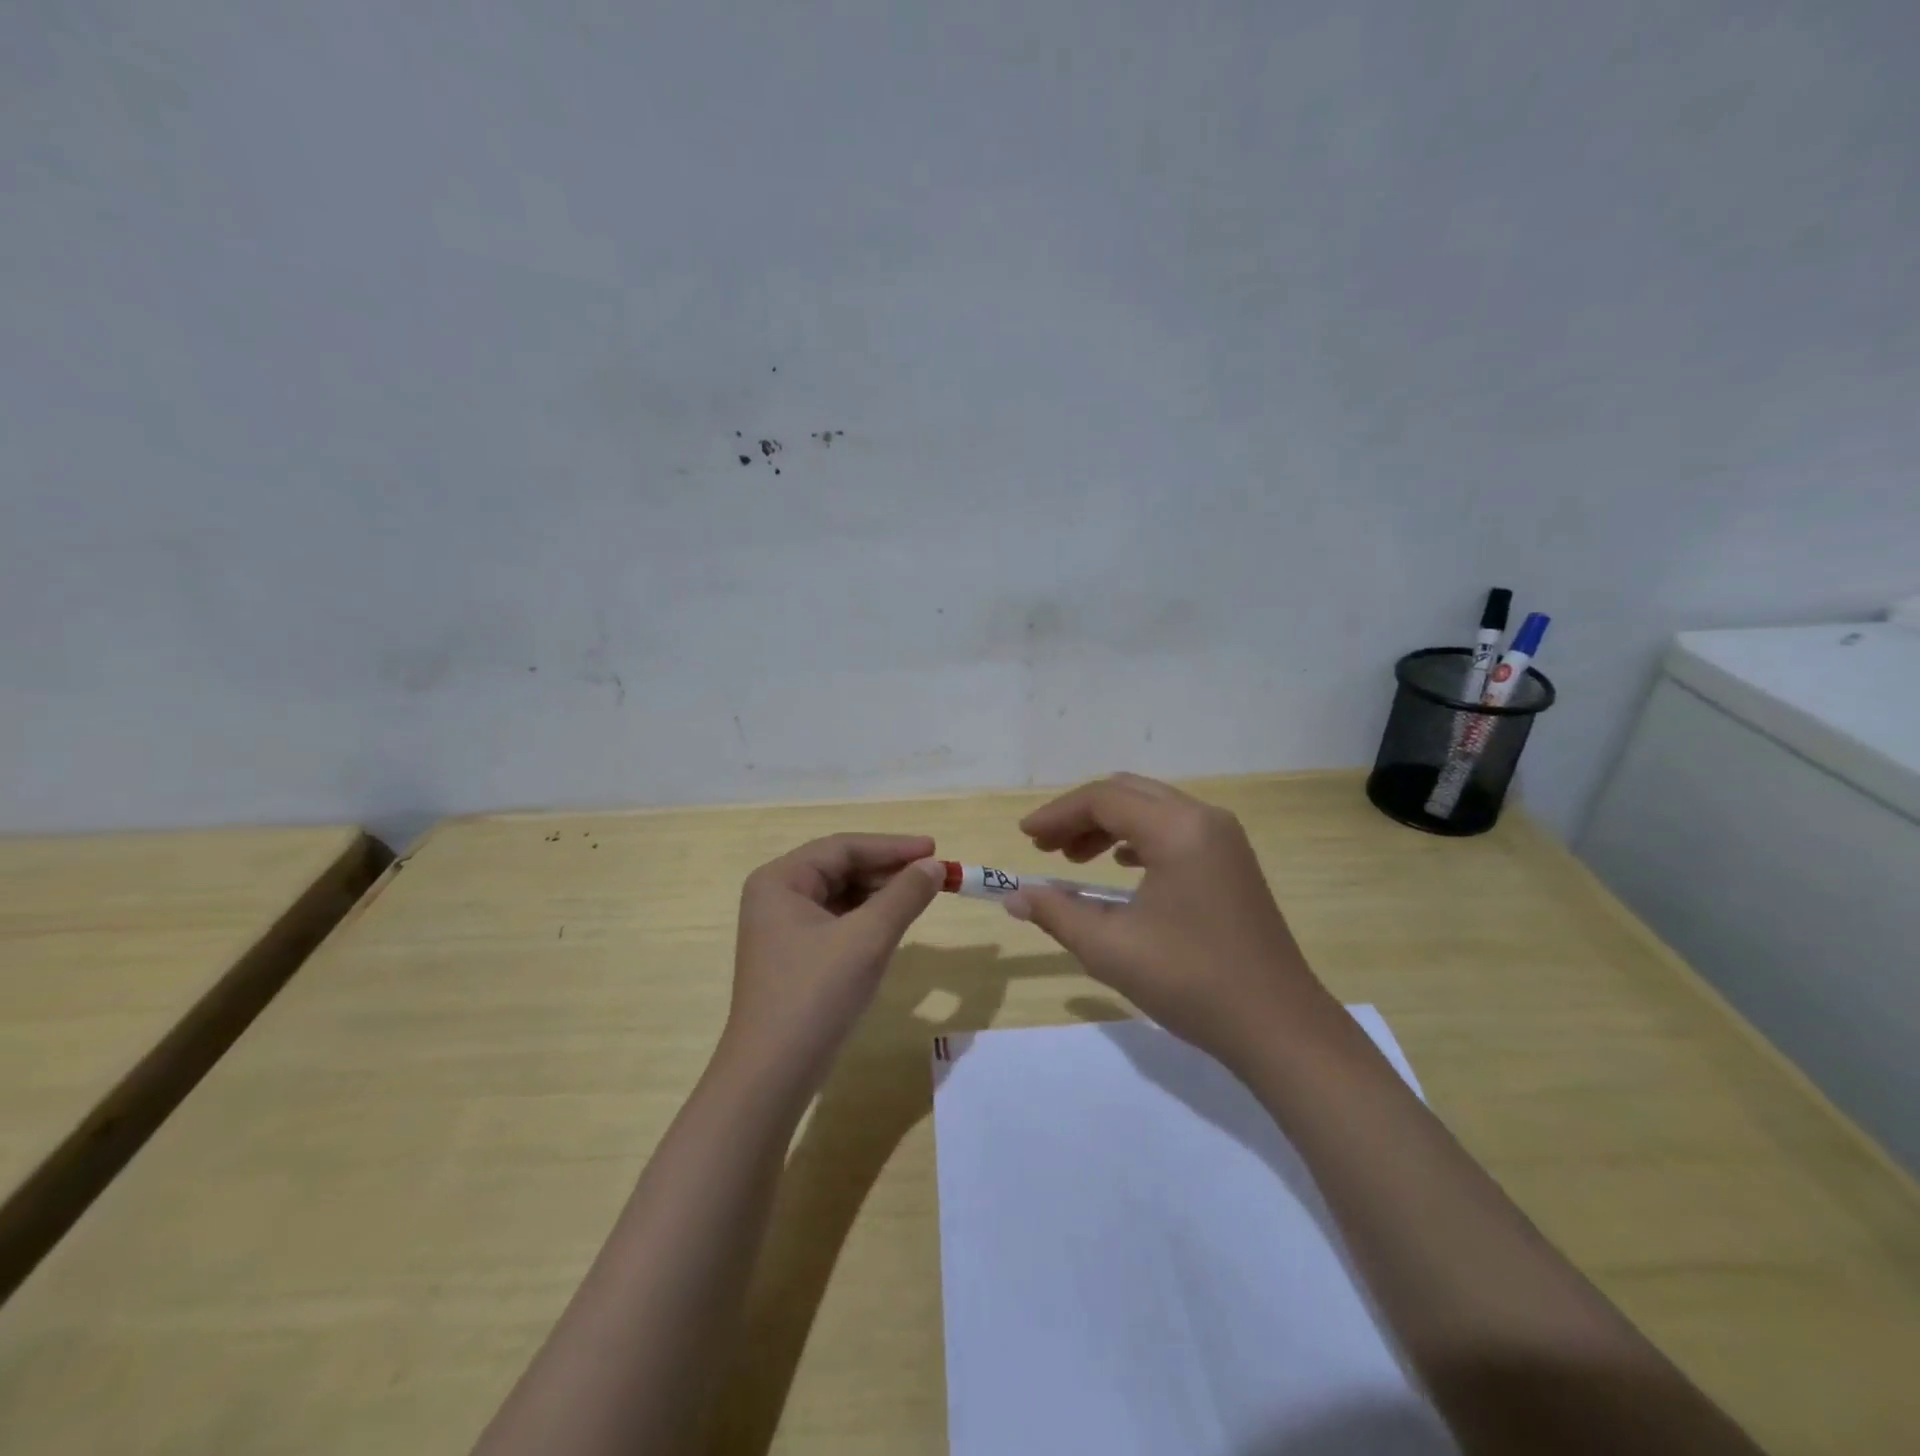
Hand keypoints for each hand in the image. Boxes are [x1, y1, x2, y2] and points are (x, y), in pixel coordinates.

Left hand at [721, 834, 944, 1095]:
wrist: (772, 1074)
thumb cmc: (816, 994)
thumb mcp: (868, 938)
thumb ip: (904, 895)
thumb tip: (935, 866)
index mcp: (780, 880)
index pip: (843, 848)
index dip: (892, 847)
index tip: (935, 849)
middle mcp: (775, 896)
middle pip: (840, 868)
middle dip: (887, 871)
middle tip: (933, 875)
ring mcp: (781, 928)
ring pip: (840, 895)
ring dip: (879, 894)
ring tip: (919, 897)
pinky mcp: (793, 956)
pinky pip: (836, 921)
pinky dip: (866, 919)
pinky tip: (892, 925)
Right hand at [1007, 774, 1334, 1070]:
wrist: (1277, 1027)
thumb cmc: (1190, 981)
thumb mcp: (1110, 948)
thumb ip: (1057, 913)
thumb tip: (1015, 897)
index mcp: (1177, 829)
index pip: (1103, 800)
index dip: (1057, 814)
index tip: (1024, 837)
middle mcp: (1204, 819)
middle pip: (1128, 794)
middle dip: (1080, 815)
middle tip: (1044, 846)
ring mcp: (1224, 839)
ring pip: (1152, 810)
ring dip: (1108, 826)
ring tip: (1074, 859)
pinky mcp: (1233, 862)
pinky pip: (1175, 830)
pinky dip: (1138, 839)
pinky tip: (1121, 867)